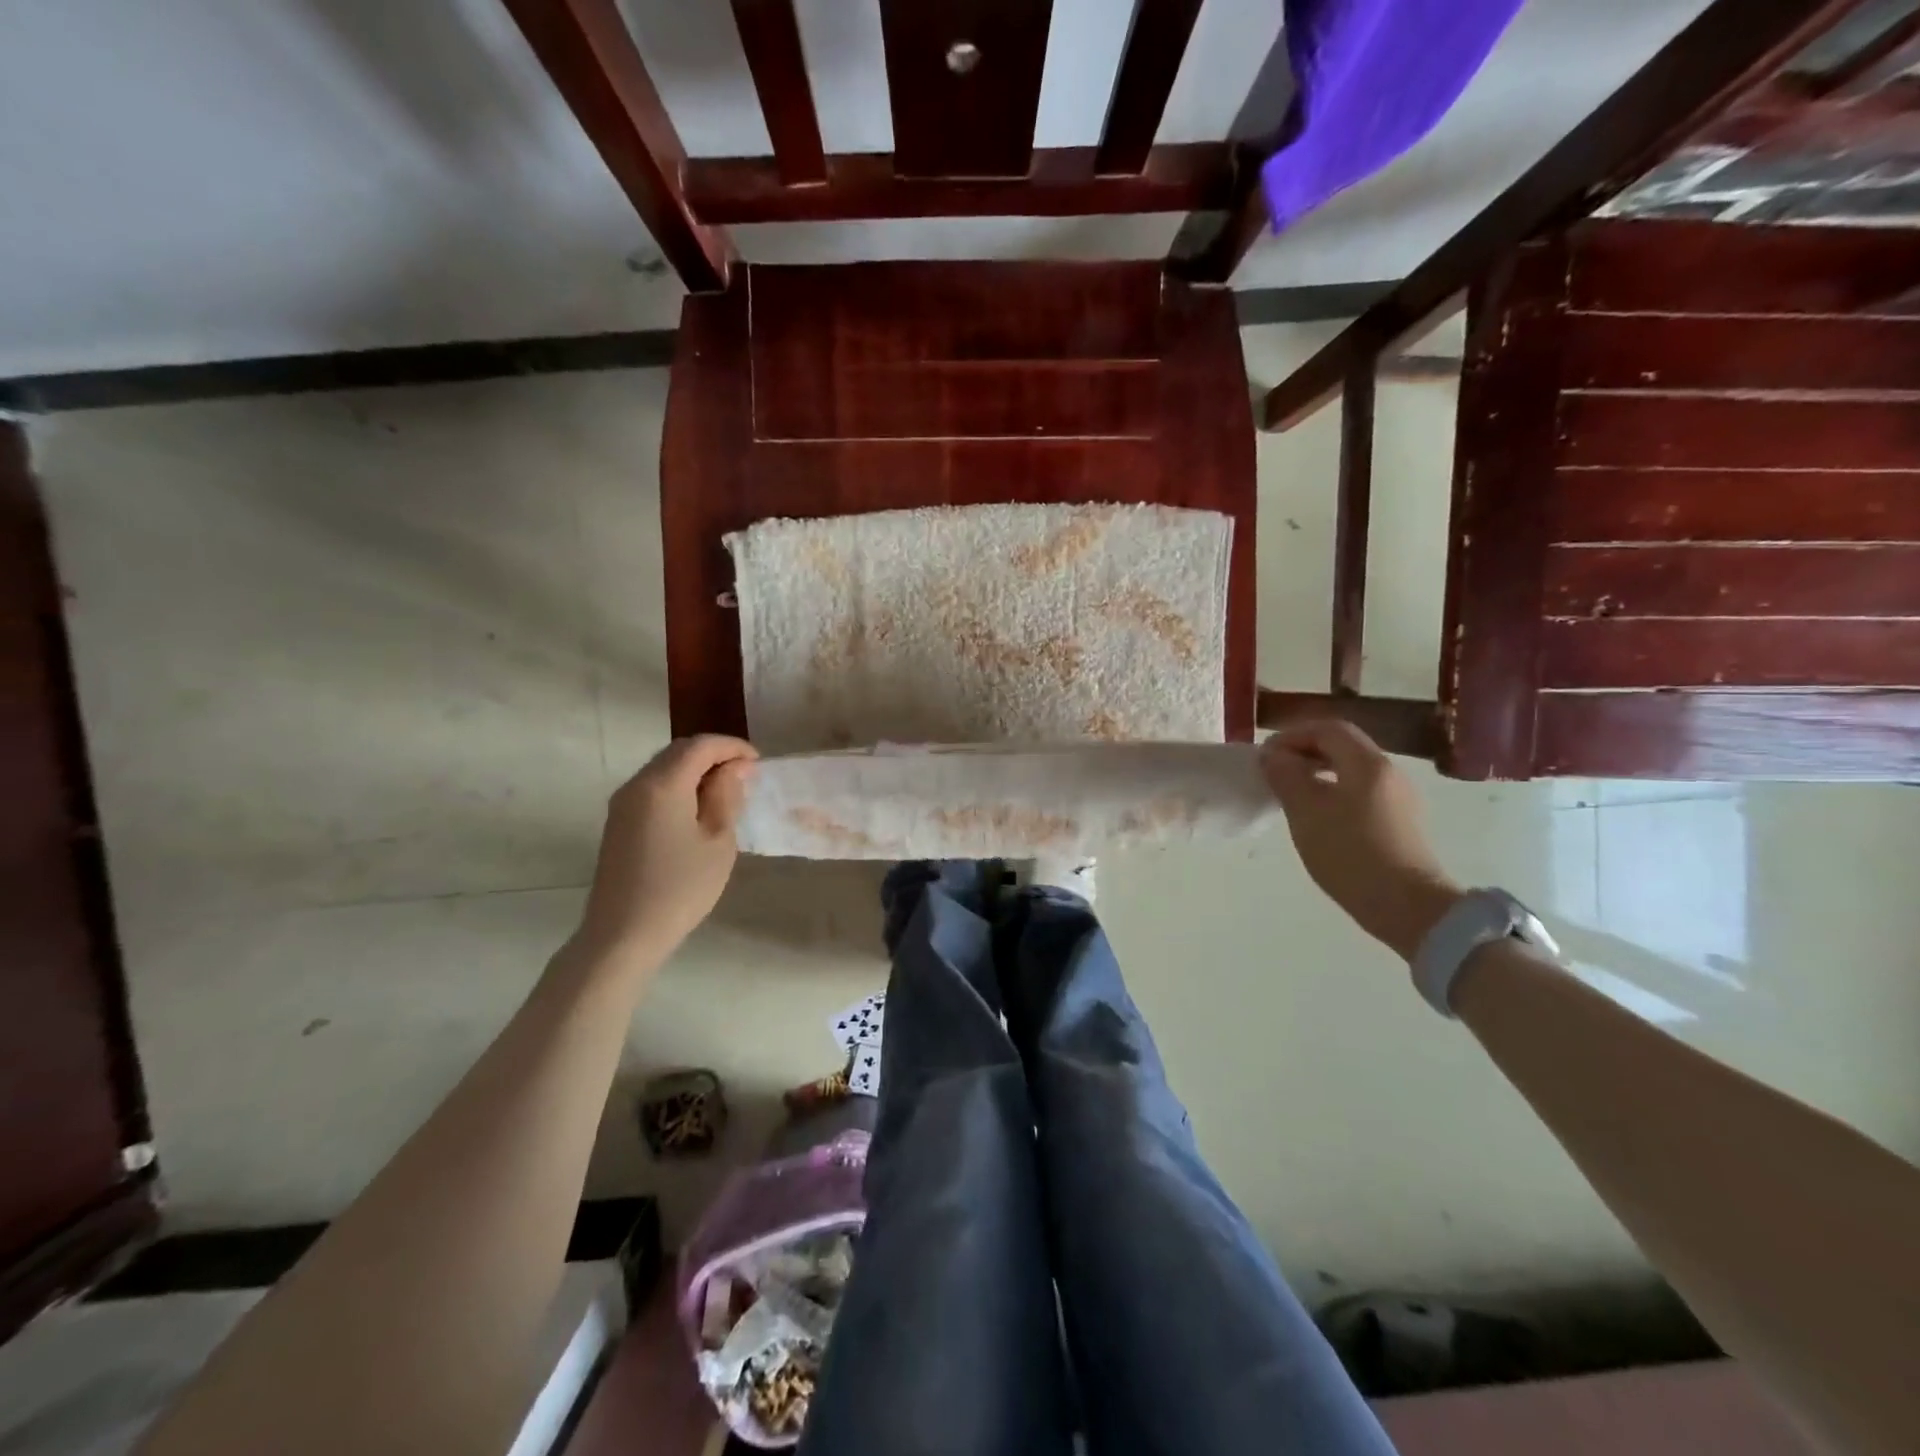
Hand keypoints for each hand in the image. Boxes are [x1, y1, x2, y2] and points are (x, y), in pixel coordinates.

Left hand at [578, 736, 757, 961]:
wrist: (623, 934)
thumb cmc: (680, 888)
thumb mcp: (717, 841)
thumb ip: (726, 796)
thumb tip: (735, 768)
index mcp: (663, 784)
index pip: (701, 746)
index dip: (732, 747)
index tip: (759, 762)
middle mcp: (637, 784)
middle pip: (678, 752)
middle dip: (714, 754)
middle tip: (746, 774)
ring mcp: (623, 803)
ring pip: (664, 768)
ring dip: (696, 770)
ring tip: (727, 791)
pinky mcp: (619, 822)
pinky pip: (653, 788)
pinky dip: (680, 786)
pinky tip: (698, 809)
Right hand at [1261, 719, 1461, 961]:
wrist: (1408, 907)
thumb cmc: (1351, 854)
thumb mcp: (1306, 813)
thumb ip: (1286, 776)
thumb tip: (1273, 755)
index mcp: (1368, 764)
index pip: (1328, 729)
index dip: (1293, 735)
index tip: (1266, 755)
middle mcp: (1389, 772)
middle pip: (1343, 746)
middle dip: (1305, 751)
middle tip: (1274, 770)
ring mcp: (1400, 798)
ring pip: (1353, 769)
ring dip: (1319, 771)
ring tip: (1291, 792)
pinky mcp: (1401, 822)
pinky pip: (1362, 791)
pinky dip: (1335, 790)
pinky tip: (1319, 815)